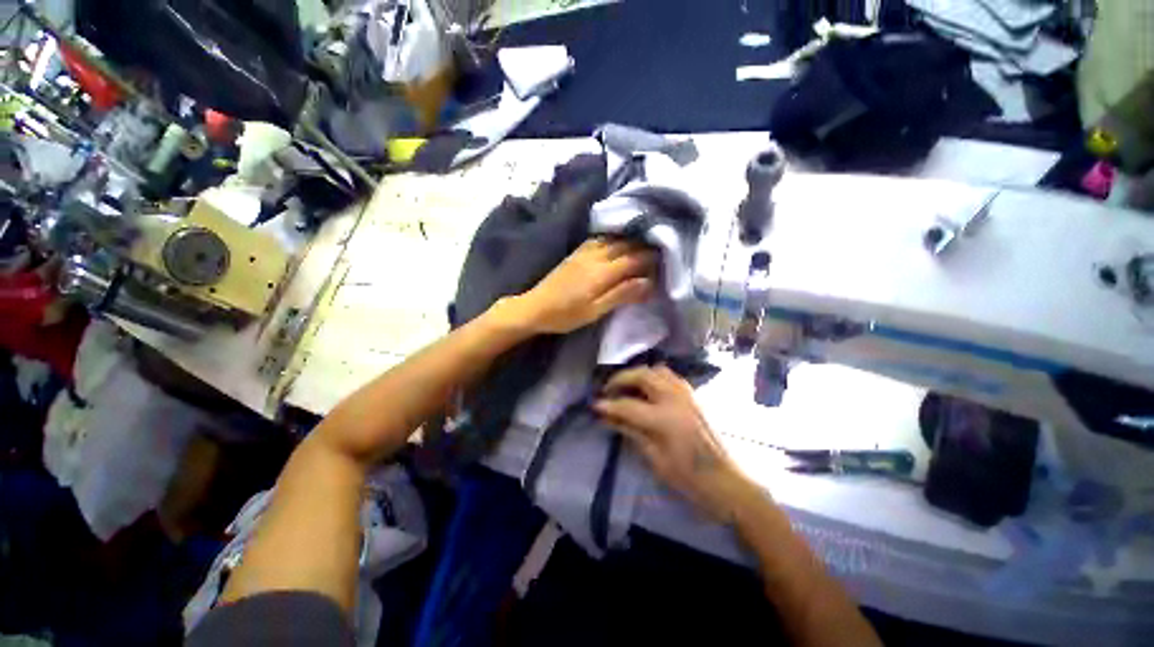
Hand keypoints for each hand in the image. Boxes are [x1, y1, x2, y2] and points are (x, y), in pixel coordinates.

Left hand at [511, 238, 655, 334]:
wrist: (535, 307)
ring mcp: (583, 252)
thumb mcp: (595, 311)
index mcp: (602, 272)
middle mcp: (595, 256)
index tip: (664, 259)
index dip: (650, 258)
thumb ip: (621, 295)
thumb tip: (648, 282)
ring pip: (613, 239)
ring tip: (643, 243)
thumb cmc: (566, 315)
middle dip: (643, 246)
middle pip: (625, 245)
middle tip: (658, 250)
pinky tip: (617, 240)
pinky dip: (613, 237)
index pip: (633, 259)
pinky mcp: (576, 252)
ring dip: (630, 239)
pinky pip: (599, 238)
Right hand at [593, 365, 755, 522]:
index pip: (628, 405)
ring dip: (637, 374)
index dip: (608, 405)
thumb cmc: (688, 478)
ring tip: (625, 386)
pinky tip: (647, 389)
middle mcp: (675, 398)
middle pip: (642, 376)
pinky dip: (653, 376)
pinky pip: (669, 376)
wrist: (726, 482)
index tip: (594, 406)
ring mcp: (687, 394)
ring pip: (657, 370)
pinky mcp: (693, 396)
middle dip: (621, 379)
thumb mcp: (654, 458)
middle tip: (608, 390)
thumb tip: (606, 417)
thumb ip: (629, 432)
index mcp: (664, 418)